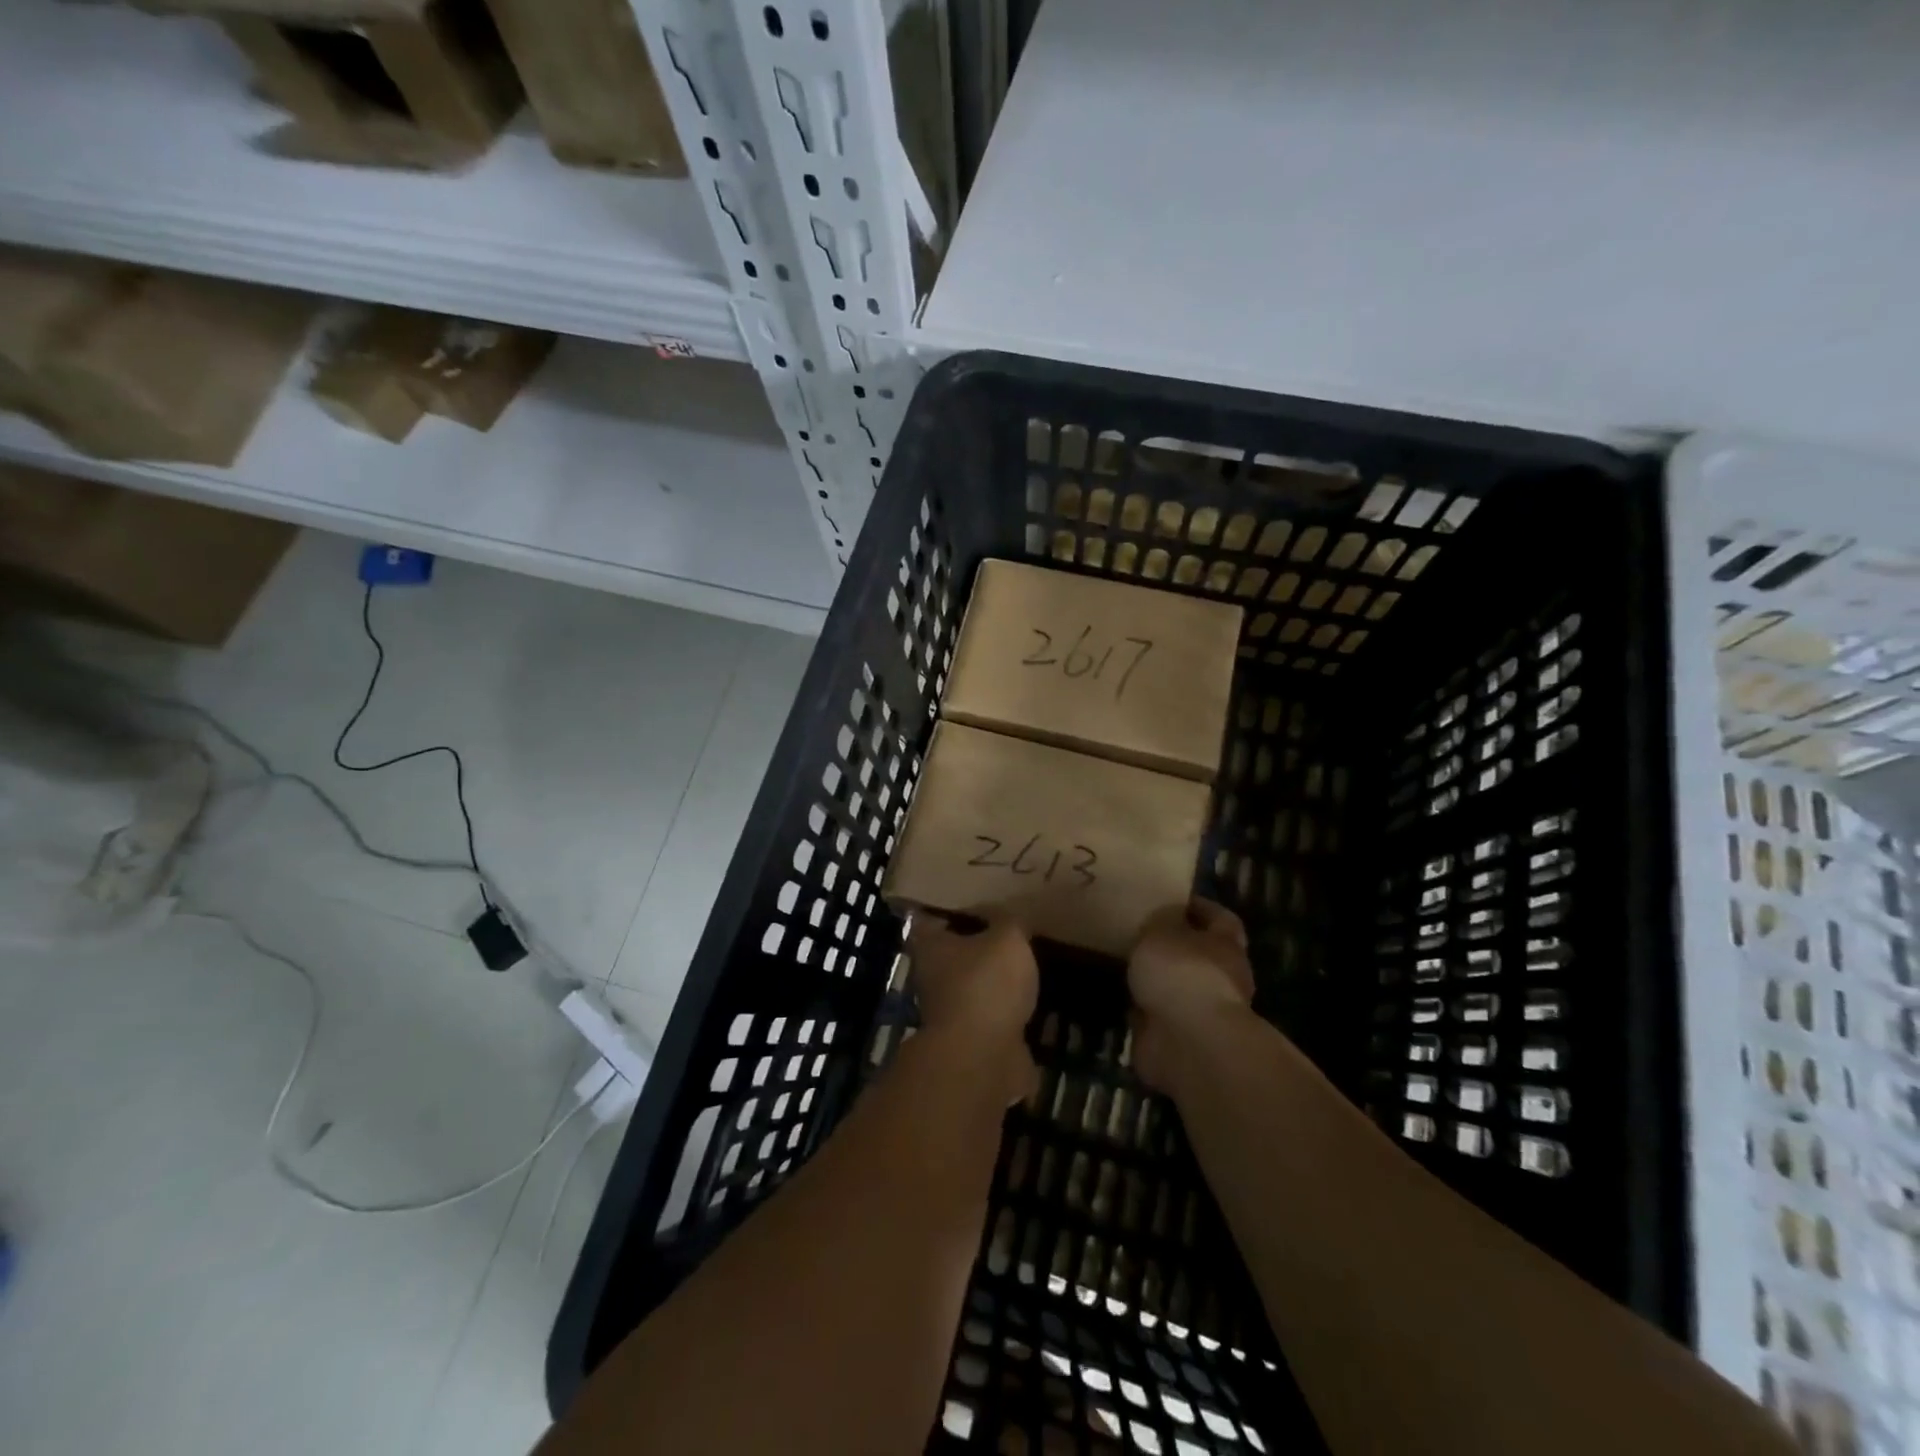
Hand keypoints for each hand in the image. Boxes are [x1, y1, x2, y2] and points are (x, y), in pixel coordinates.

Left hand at [907, 912, 1038, 1101]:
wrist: (982, 1058)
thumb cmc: (985, 984)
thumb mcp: (1007, 938)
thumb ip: (1009, 922)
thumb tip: (1008, 916)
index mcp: (931, 947)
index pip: (932, 918)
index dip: (951, 909)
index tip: (974, 900)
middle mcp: (932, 978)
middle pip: (952, 954)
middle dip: (976, 946)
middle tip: (1006, 932)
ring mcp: (949, 1012)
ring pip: (972, 987)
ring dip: (993, 981)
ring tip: (1024, 966)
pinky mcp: (971, 1041)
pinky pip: (991, 1017)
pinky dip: (1007, 1011)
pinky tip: (1030, 1001)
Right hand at [1127, 898, 1255, 1092]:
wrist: (1188, 1043)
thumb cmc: (1181, 973)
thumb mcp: (1161, 930)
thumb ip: (1160, 921)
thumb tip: (1165, 917)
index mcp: (1225, 946)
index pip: (1221, 919)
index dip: (1201, 908)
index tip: (1174, 900)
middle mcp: (1222, 979)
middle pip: (1200, 956)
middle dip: (1174, 947)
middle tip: (1140, 933)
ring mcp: (1202, 1013)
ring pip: (1178, 988)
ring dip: (1157, 981)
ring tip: (1124, 964)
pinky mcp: (1181, 1040)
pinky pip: (1159, 1017)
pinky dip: (1143, 1010)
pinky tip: (1120, 997)